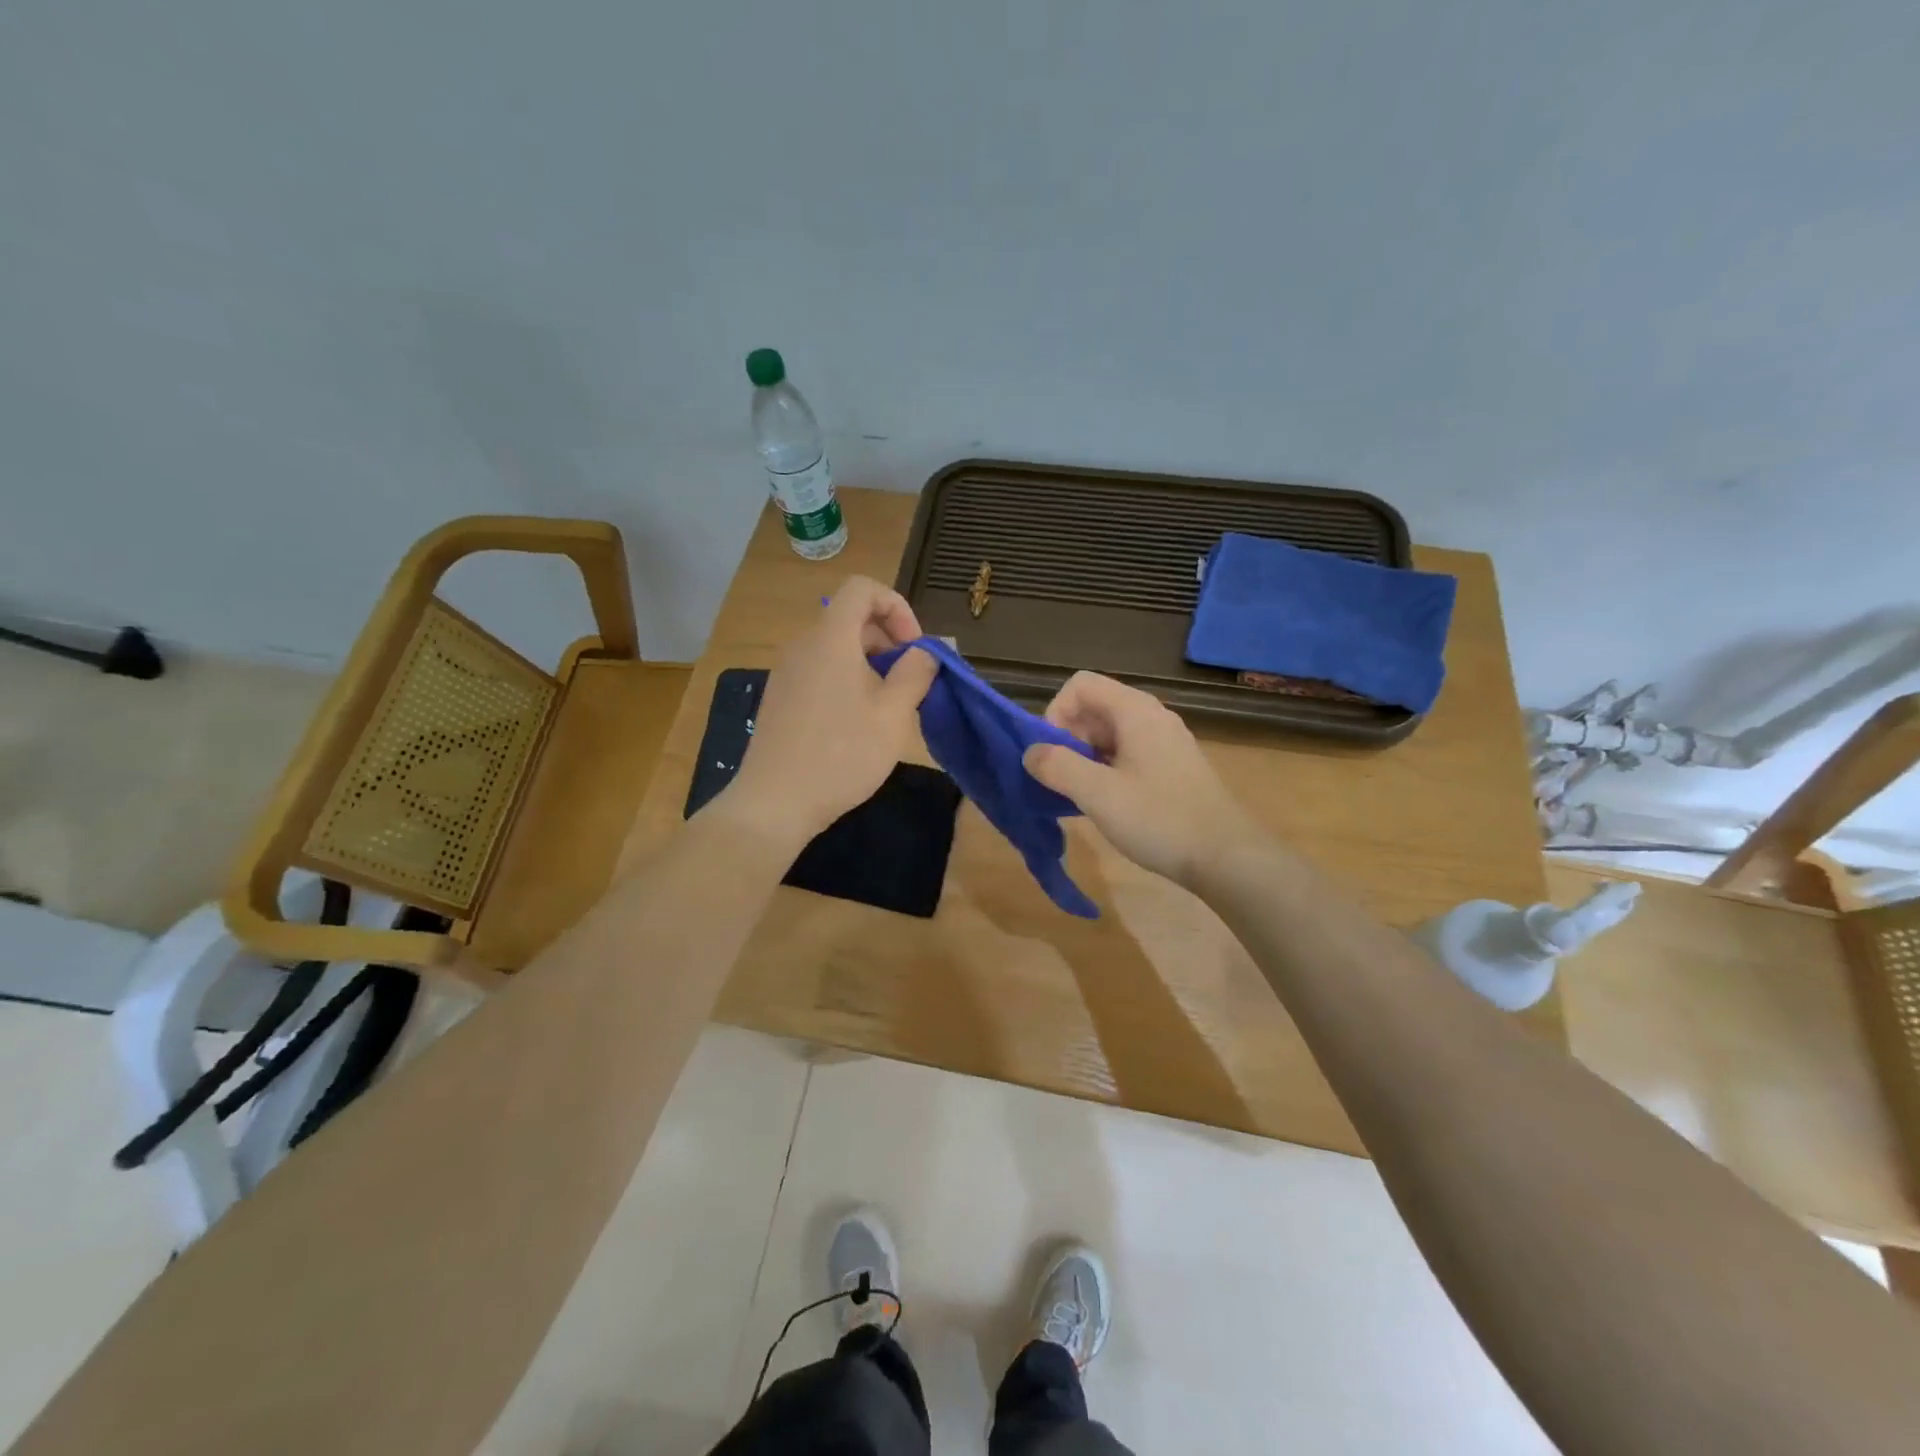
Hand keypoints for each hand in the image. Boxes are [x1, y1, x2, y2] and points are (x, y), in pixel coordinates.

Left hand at [717, 576, 938, 847]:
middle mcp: (803, 646)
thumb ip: (917, 672)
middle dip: (888, 641)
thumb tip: (934, 648)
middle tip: (909, 684)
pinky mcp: (779, 699)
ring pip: (836, 649)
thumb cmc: (842, 754)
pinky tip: (856, 726)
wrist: (775, 802)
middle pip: (850, 619)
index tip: (914, 649)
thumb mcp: (893, 714)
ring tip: (888, 709)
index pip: (862, 588)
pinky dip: (846, 682)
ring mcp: (786, 673)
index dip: (896, 607)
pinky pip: (819, 672)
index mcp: (831, 638)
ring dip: (870, 666)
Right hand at [1022, 671, 1263, 888]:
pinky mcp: (1172, 767)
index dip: (1055, 712)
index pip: (1080, 685)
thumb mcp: (1099, 794)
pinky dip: (1105, 769)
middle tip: (1060, 779)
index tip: (1050, 754)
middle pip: (1095, 707)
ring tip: (1077, 794)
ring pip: (1110, 733)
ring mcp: (1165, 742)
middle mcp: (1151, 717)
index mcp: (1135, 711)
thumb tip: (1030, 752)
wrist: (1226, 857)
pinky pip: (1127, 753)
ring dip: (1084, 756)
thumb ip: (1058, 767)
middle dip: (1067, 737)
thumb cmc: (1160, 819)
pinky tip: (1104, 803)